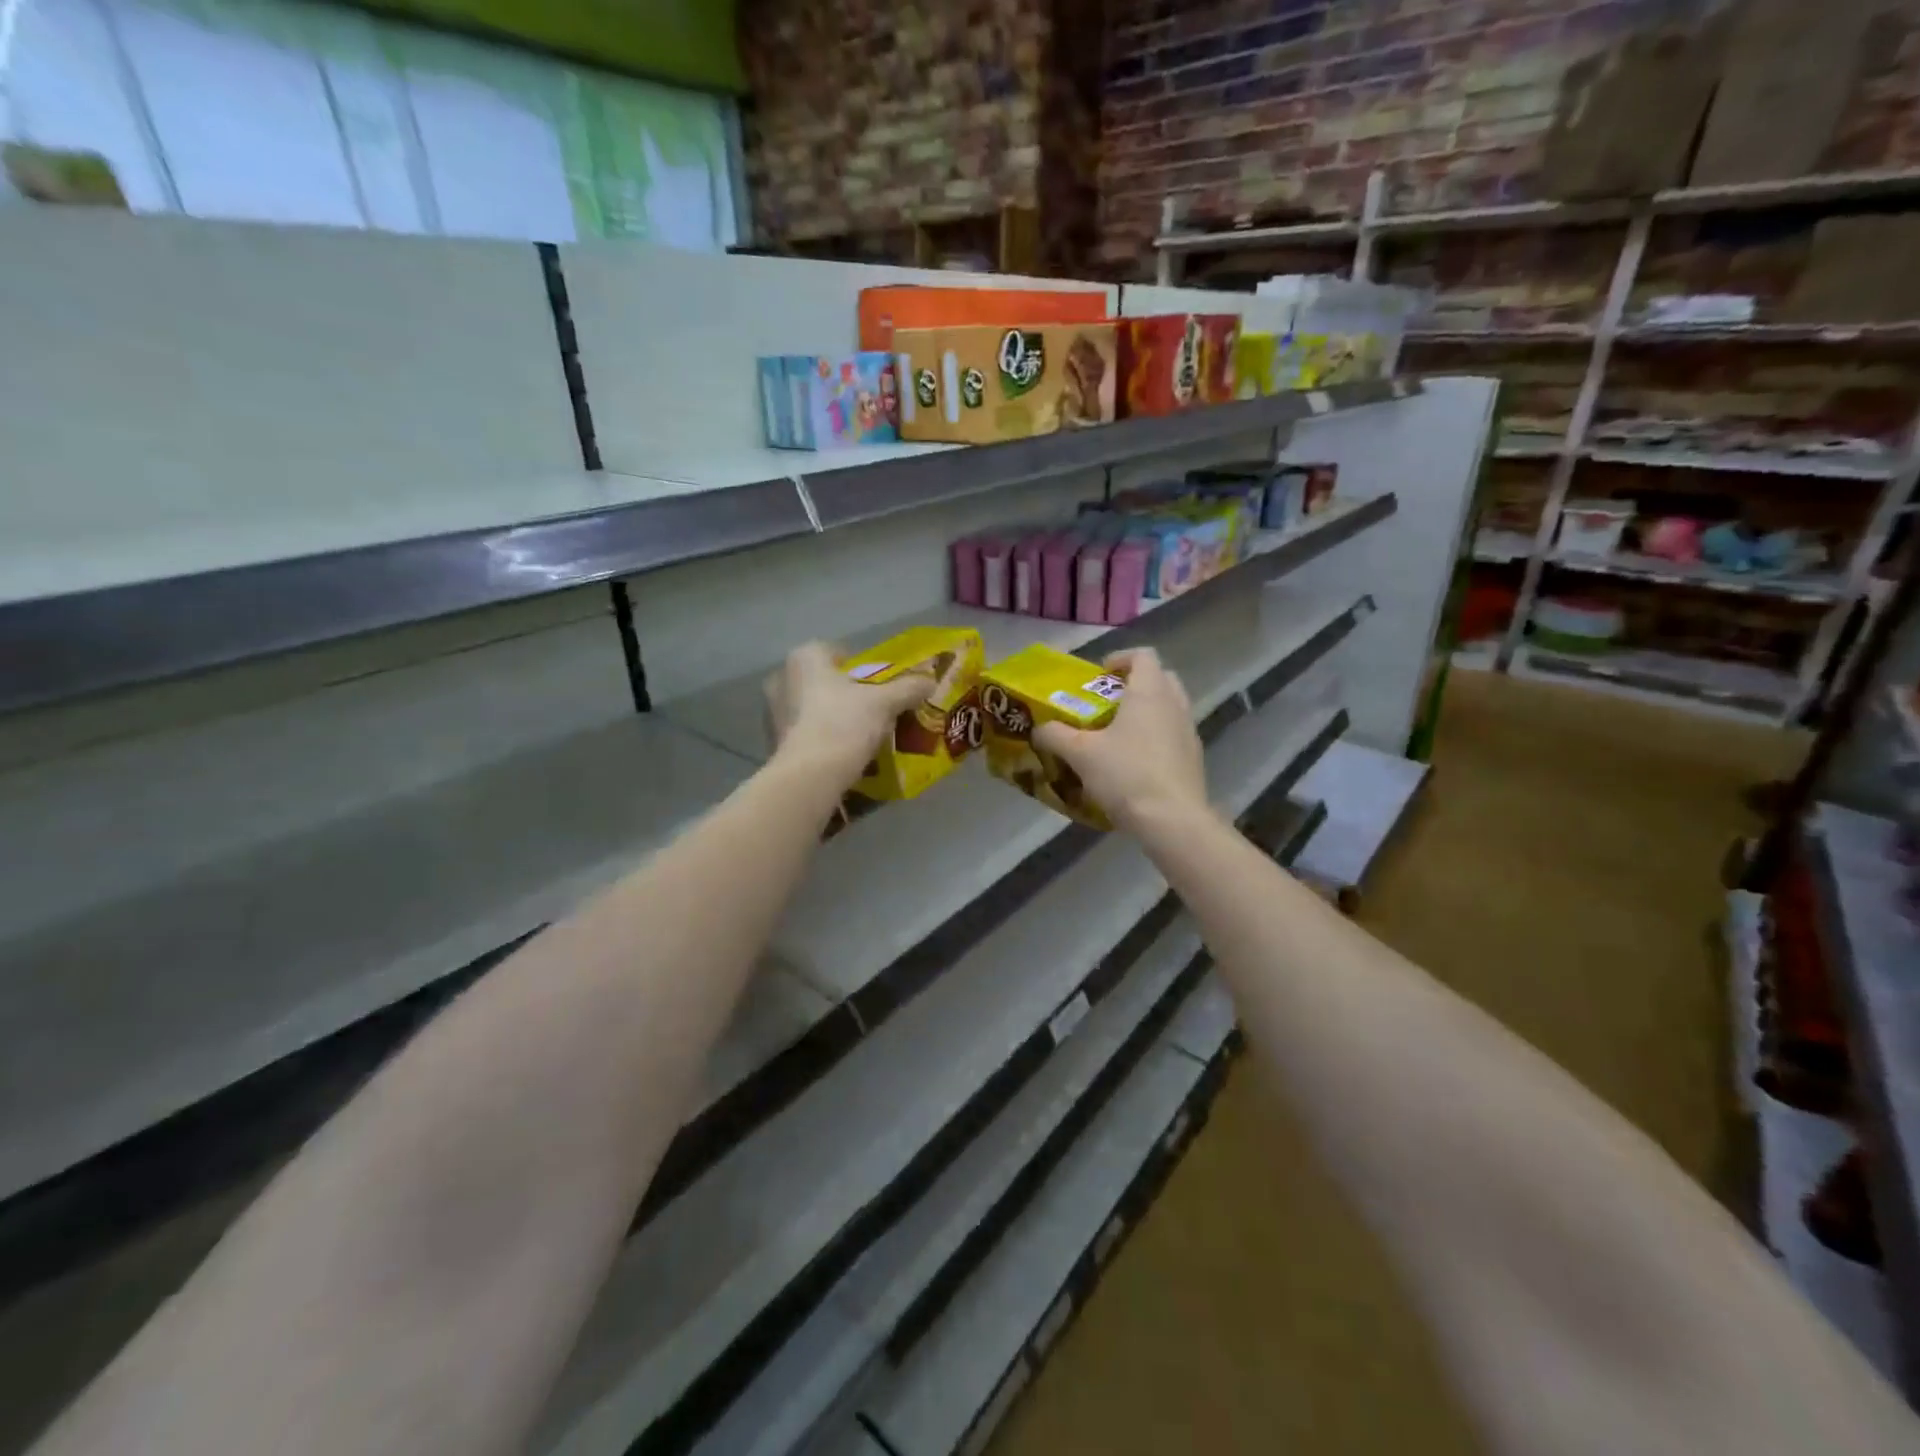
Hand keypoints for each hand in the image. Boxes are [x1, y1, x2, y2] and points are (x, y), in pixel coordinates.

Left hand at [765, 641, 933, 787]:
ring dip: (831, 716)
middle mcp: (783, 679)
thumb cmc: (844, 723)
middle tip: (868, 708)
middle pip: (822, 680)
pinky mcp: (774, 742)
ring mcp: (774, 712)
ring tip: (858, 733)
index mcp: (805, 658)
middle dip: (842, 692)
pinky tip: (841, 752)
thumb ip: (907, 688)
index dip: (858, 666)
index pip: (834, 651)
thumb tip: (930, 681)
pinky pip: (804, 732)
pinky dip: (821, 737)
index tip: (876, 683)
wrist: (811, 775)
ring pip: (811, 707)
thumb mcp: (885, 703)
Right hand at [1033, 647, 1209, 832]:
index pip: (1143, 655)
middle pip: (1160, 678)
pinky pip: (1173, 734)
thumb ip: (1056, 735)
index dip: (1120, 658)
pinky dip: (1155, 737)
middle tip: (1107, 702)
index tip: (1099, 675)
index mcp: (1149, 692)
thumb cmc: (1126, 774)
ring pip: (1169, 707)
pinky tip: (1134, 763)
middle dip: (1134, 684)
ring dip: (1146, 712)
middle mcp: (1175, 704)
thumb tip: (1039, 728)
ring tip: (1117, 734)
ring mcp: (1189, 731)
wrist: (1172, 820)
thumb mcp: (1080, 754)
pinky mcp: (1194, 758)